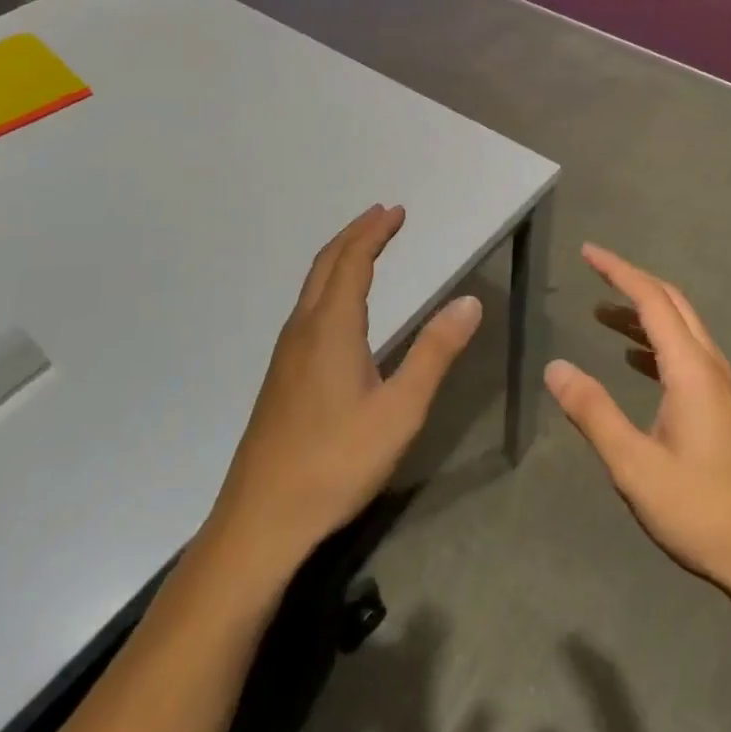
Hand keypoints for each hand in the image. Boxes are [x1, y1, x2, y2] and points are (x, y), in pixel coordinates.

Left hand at [208, 204, 481, 581]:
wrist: (261, 520)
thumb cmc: (336, 462)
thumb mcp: (400, 410)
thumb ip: (435, 353)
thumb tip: (469, 302)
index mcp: (331, 328)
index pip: (353, 261)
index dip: (375, 232)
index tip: (397, 211)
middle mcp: (303, 329)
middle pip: (326, 265)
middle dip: (355, 235)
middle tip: (382, 217)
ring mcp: (286, 354)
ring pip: (312, 287)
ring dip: (339, 259)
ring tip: (365, 250)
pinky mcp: (281, 377)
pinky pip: (307, 310)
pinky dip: (329, 286)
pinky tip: (341, 310)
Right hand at [545, 244, 730, 621]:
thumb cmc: (702, 512)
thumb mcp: (635, 466)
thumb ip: (593, 413)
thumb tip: (555, 367)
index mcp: (692, 371)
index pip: (653, 301)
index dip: (619, 272)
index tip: (588, 252)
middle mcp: (713, 368)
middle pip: (674, 305)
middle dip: (633, 283)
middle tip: (595, 273)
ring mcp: (725, 390)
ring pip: (684, 331)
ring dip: (644, 315)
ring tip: (603, 316)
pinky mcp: (728, 412)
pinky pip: (689, 357)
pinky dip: (658, 344)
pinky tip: (636, 363)